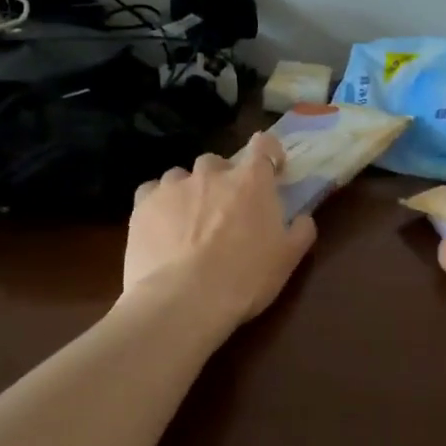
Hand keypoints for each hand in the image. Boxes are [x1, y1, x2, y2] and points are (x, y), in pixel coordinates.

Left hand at [121, 131, 316, 334]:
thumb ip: (300, 231)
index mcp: (251, 181)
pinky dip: (158, 204)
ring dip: (189, 191)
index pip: (263, 144)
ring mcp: (173, 186)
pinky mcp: (142, 205)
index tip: (272, 170)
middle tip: (226, 209)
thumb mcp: (287, 260)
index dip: (269, 152)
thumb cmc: (244, 278)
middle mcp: (211, 174)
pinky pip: (151, 192)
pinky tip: (160, 226)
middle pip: (218, 162)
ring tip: (189, 221)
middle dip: (223, 180)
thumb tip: (303, 218)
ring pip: (181, 176)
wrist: (184, 300)